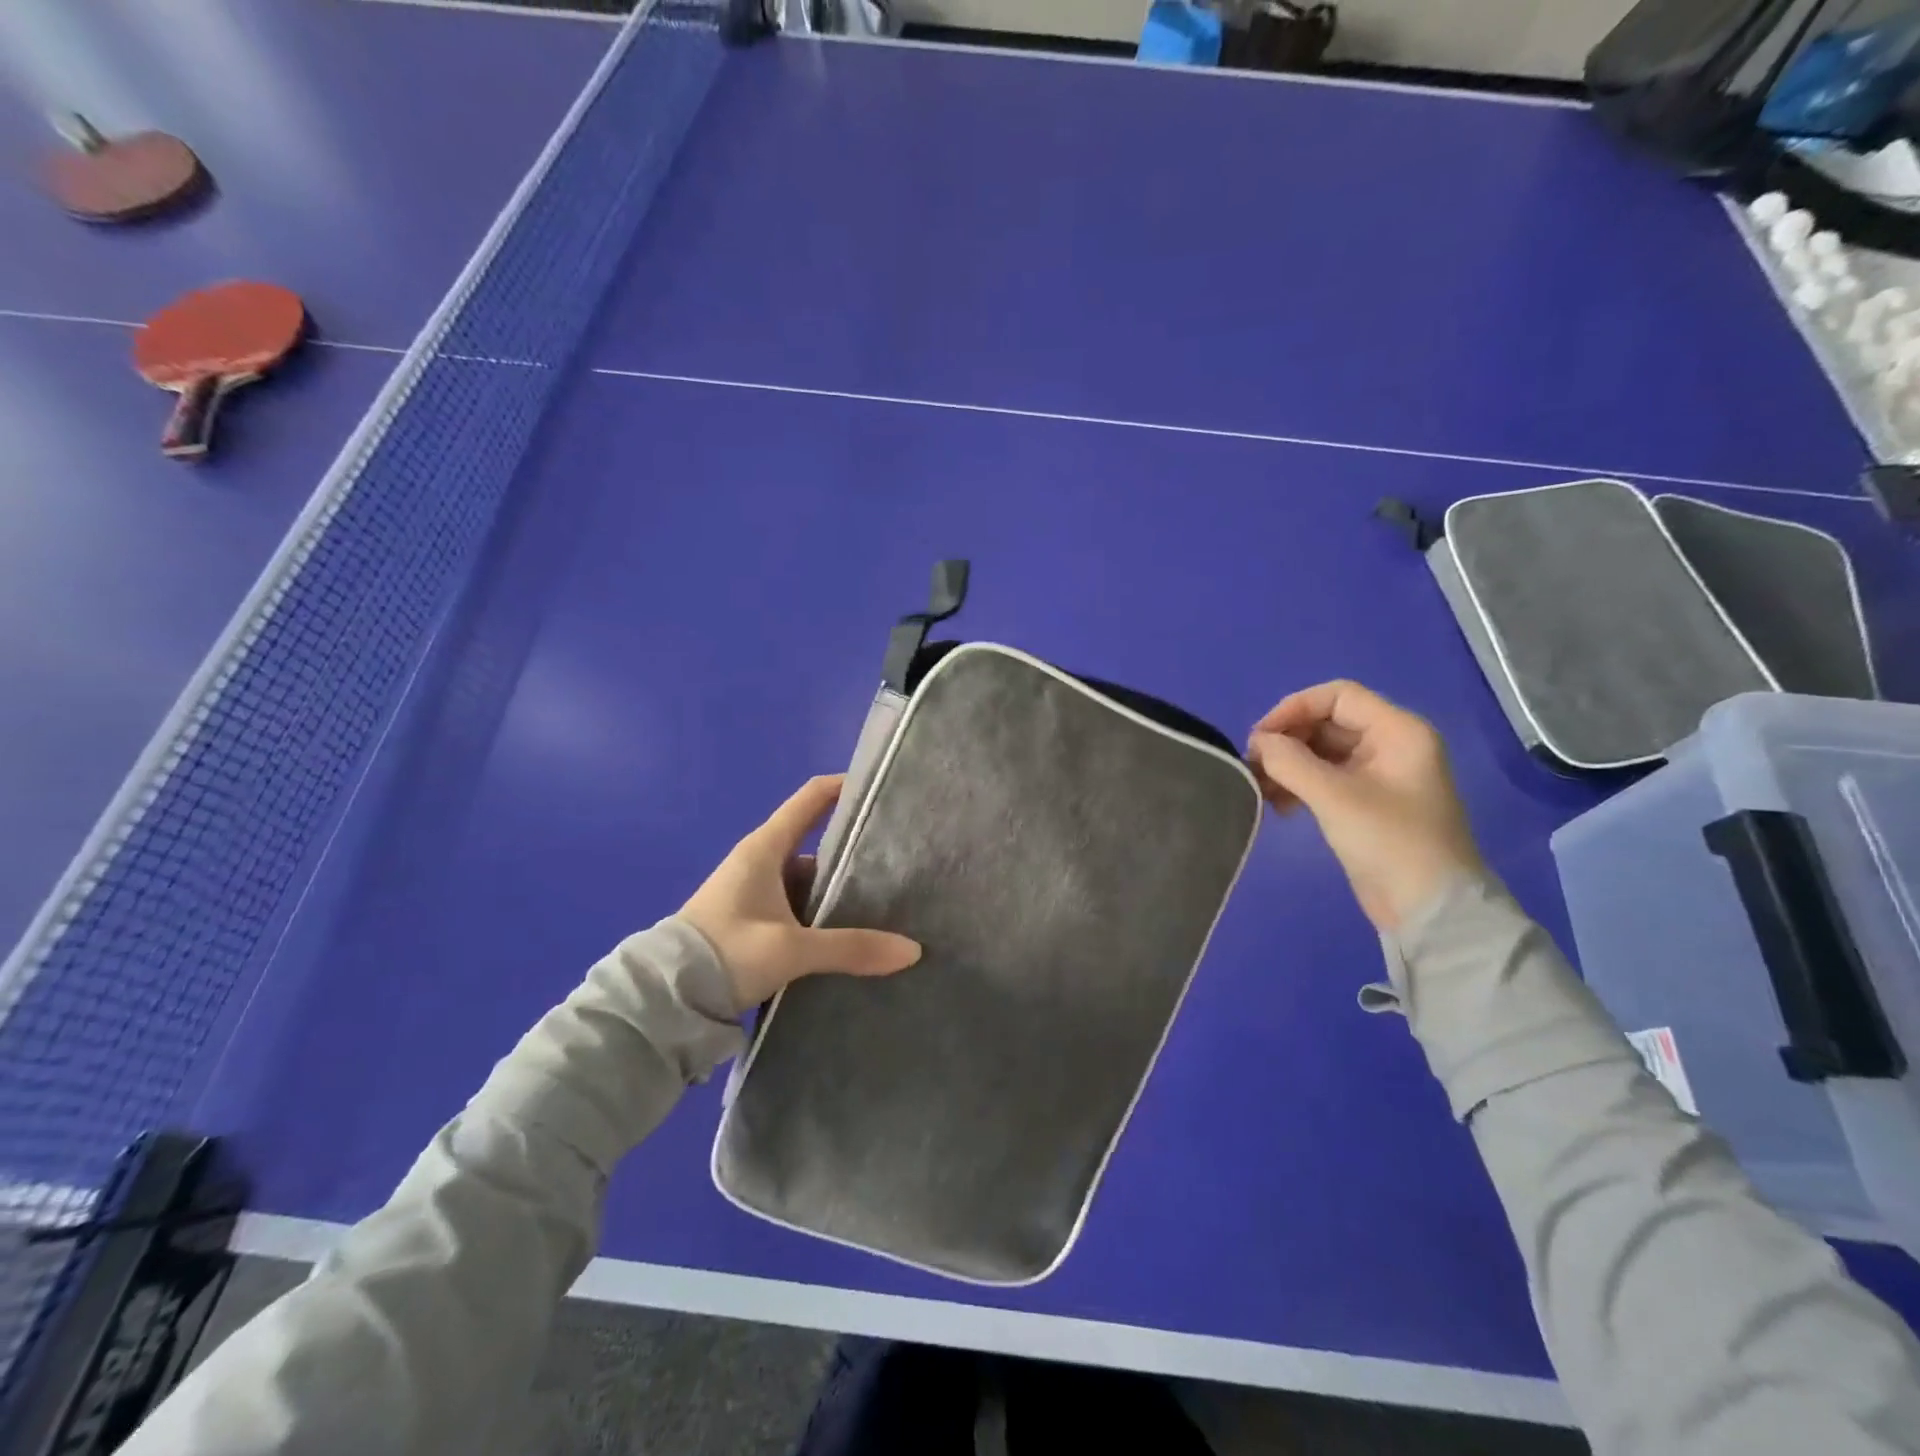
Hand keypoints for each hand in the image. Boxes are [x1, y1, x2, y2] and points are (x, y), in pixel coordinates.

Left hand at [681, 774, 921, 1011]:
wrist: (663, 1000)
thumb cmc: (725, 953)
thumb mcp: (790, 950)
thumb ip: (851, 948)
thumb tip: (913, 951)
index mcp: (765, 848)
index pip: (811, 798)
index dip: (845, 786)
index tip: (882, 789)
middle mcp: (760, 862)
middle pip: (817, 842)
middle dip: (854, 850)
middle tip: (899, 860)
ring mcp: (755, 892)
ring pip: (808, 879)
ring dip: (837, 890)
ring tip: (885, 902)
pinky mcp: (752, 920)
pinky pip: (797, 906)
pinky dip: (821, 914)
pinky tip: (848, 933)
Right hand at [1246, 681, 1483, 932]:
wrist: (1430, 909)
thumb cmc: (1390, 842)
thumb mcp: (1335, 797)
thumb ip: (1290, 761)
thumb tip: (1258, 743)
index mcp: (1398, 732)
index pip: (1338, 696)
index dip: (1294, 708)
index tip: (1260, 738)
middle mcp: (1391, 744)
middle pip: (1327, 722)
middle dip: (1287, 740)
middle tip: (1253, 766)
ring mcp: (1379, 775)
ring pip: (1322, 751)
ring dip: (1288, 764)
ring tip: (1260, 788)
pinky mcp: (1367, 802)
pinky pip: (1326, 777)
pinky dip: (1299, 784)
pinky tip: (1279, 805)